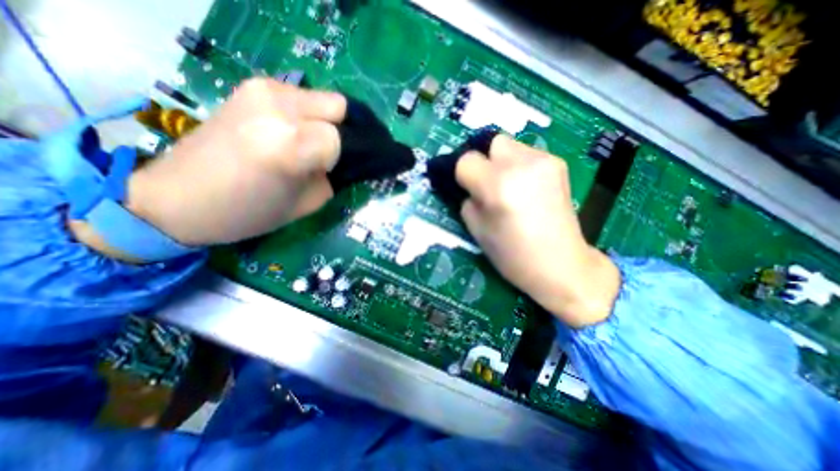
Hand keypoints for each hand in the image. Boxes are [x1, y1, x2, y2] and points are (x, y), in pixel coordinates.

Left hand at [124, 79, 346, 249]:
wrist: (178, 198)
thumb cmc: (248, 212)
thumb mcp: (307, 204)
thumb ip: (334, 178)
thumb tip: (349, 162)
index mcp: (289, 145)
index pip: (341, 140)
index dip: (345, 158)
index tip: (338, 171)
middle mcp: (277, 108)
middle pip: (340, 107)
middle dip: (345, 132)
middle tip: (335, 155)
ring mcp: (262, 90)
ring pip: (324, 99)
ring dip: (328, 122)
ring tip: (312, 144)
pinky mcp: (252, 87)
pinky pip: (302, 97)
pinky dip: (309, 115)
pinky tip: (294, 133)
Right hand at [456, 134, 618, 328]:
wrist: (561, 265)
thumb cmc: (513, 255)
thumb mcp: (477, 230)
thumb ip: (467, 201)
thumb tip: (468, 186)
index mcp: (498, 186)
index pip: (466, 160)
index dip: (461, 174)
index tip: (465, 187)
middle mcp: (522, 165)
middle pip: (491, 143)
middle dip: (483, 160)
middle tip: (486, 184)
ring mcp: (544, 161)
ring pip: (509, 145)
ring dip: (501, 162)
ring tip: (508, 186)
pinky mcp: (559, 163)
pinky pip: (527, 153)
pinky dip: (518, 165)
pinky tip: (525, 188)